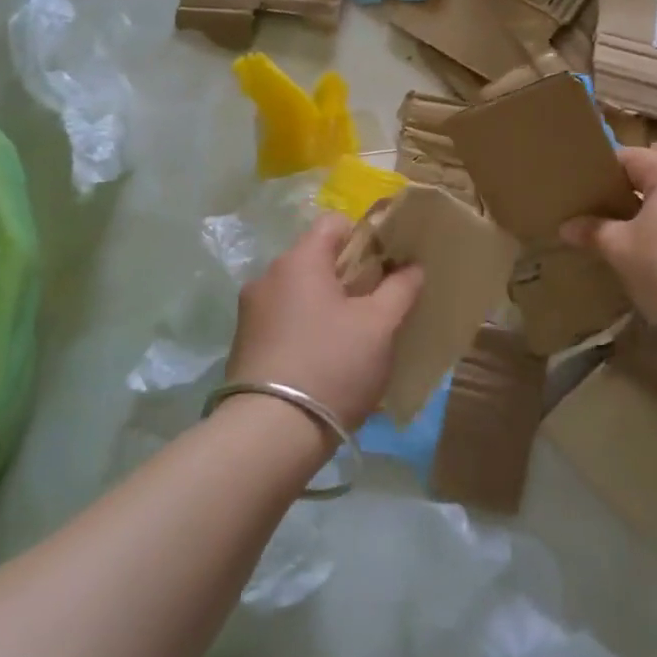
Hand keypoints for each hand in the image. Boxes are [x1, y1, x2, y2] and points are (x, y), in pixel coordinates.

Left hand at [227, 213, 423, 431]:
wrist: (270, 433)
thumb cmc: (332, 365)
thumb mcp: (379, 326)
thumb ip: (400, 289)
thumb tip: (412, 266)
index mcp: (299, 260)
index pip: (334, 223)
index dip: (365, 237)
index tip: (386, 266)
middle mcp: (268, 276)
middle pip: (316, 258)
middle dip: (348, 275)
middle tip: (376, 305)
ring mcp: (251, 312)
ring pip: (299, 291)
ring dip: (326, 304)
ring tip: (351, 338)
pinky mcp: (243, 344)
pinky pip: (283, 320)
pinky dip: (305, 328)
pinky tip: (322, 360)